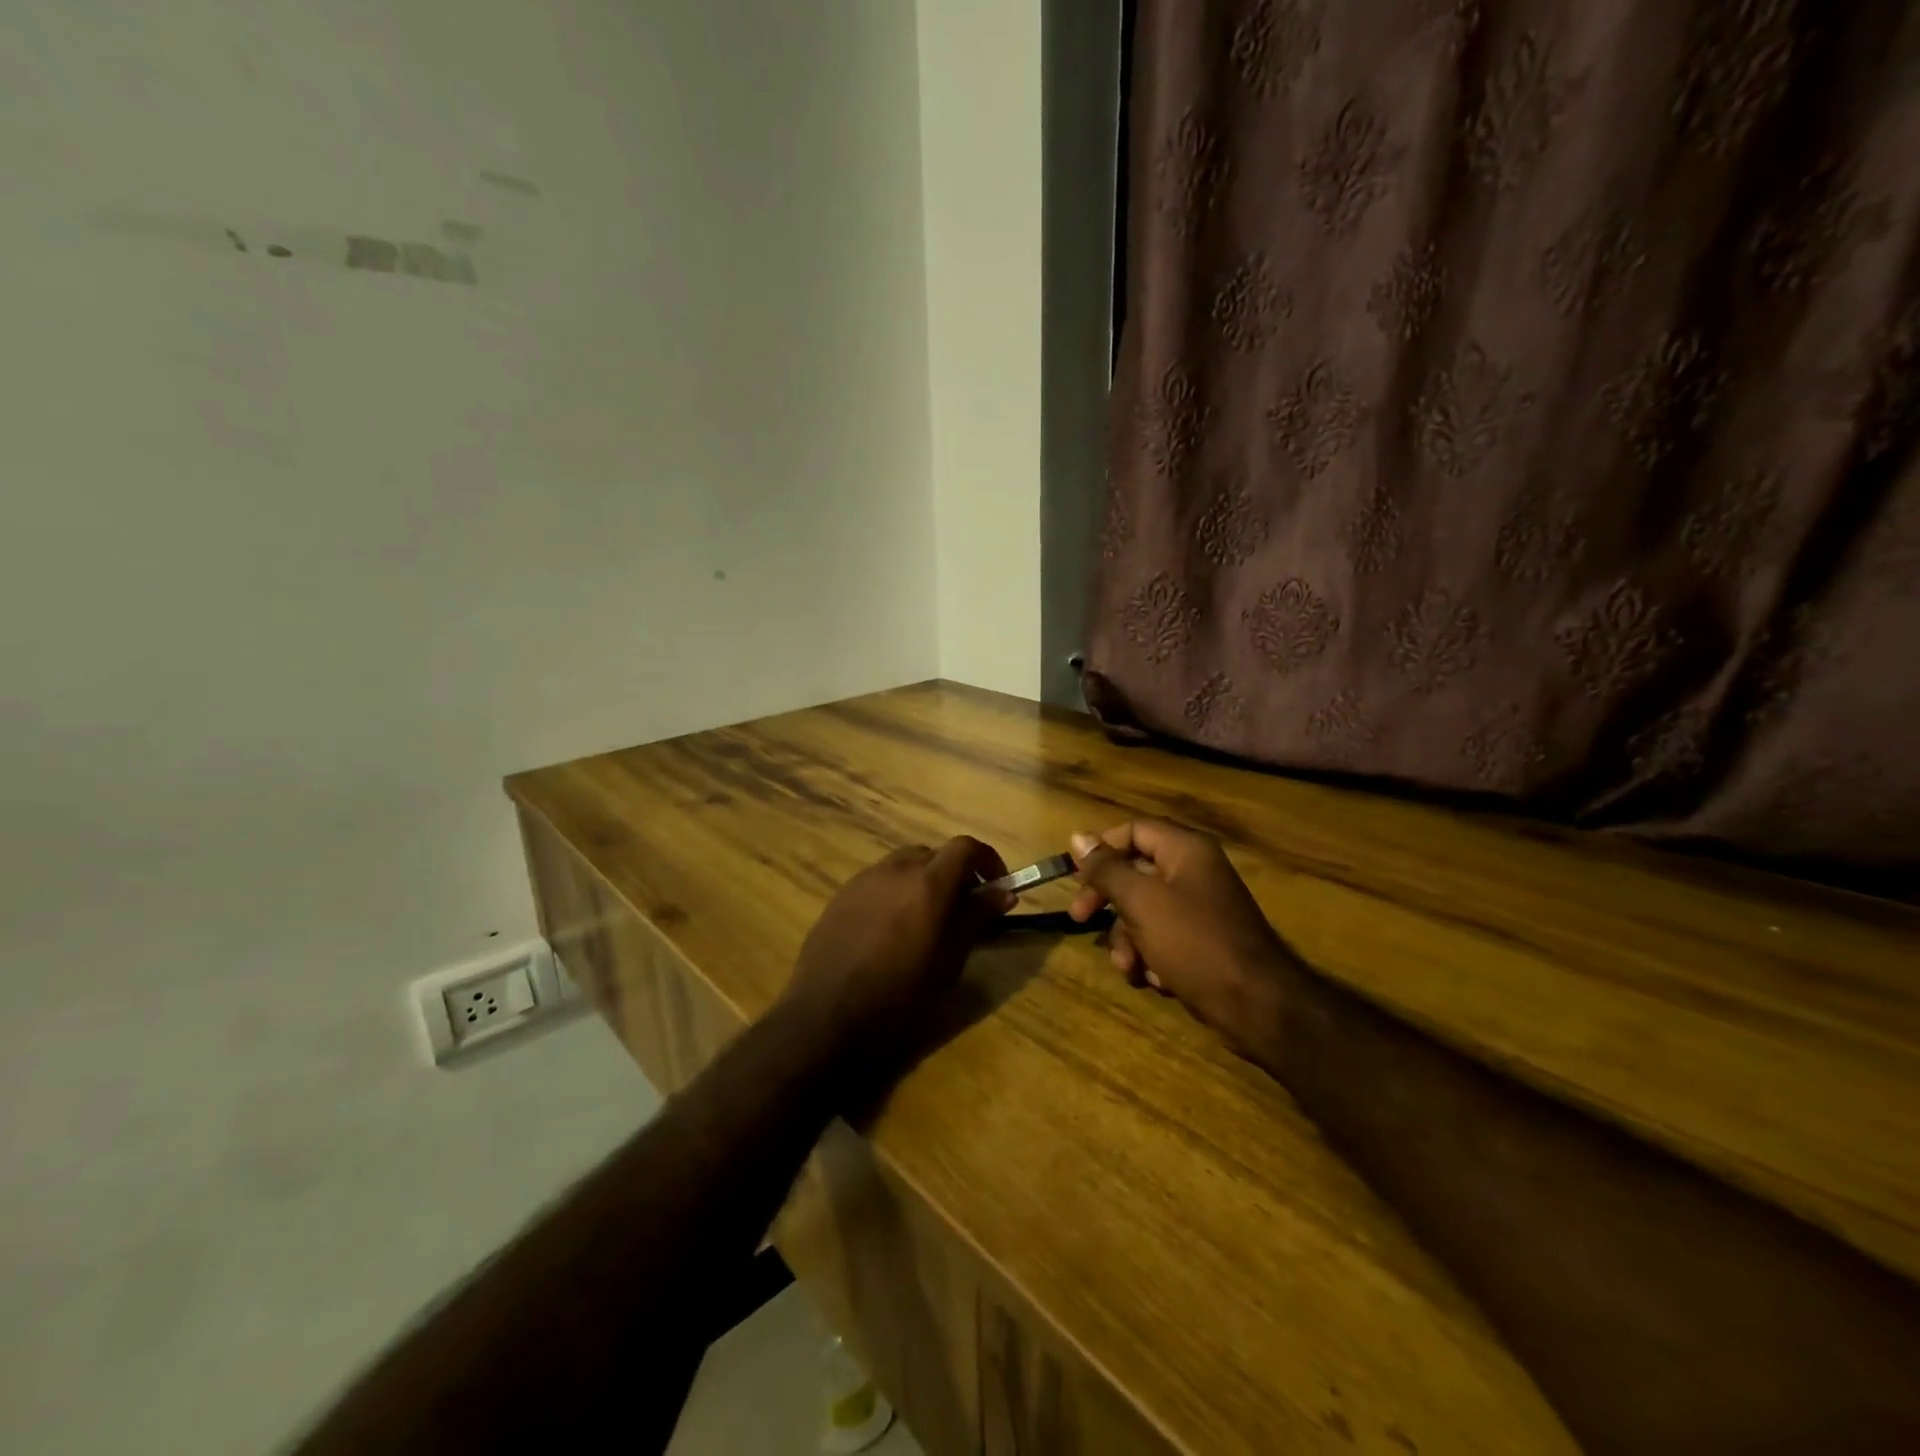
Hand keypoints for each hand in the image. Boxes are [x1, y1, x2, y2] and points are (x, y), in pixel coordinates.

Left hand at [783, 837, 1014, 1055]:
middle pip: (934, 854)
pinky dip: (895, 893)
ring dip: (923, 881)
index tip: (997, 886)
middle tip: (963, 909)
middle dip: (955, 874)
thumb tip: (1004, 893)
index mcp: (928, 883)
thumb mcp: (950, 961)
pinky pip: (878, 882)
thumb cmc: (900, 996)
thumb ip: (977, 918)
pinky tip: (890, 931)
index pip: (965, 847)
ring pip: (904, 865)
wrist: (827, 1017)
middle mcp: (896, 869)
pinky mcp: (841, 896)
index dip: (987, 860)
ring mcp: (864, 879)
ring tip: (925, 921)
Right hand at [1067, 819, 1298, 1058]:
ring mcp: (1200, 907)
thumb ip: (1107, 869)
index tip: (1075, 877)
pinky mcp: (1202, 941)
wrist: (1256, 1005)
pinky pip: (1163, 937)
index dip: (1101, 849)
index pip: (1132, 830)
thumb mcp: (1141, 902)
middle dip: (1107, 901)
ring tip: (1129, 967)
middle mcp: (1194, 871)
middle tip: (1080, 919)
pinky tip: (1156, 979)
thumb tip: (1078, 837)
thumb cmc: (1194, 943)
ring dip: (1127, 939)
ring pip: (1144, 910)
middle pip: (1134, 871)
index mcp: (1185, 850)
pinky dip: (1152, 956)